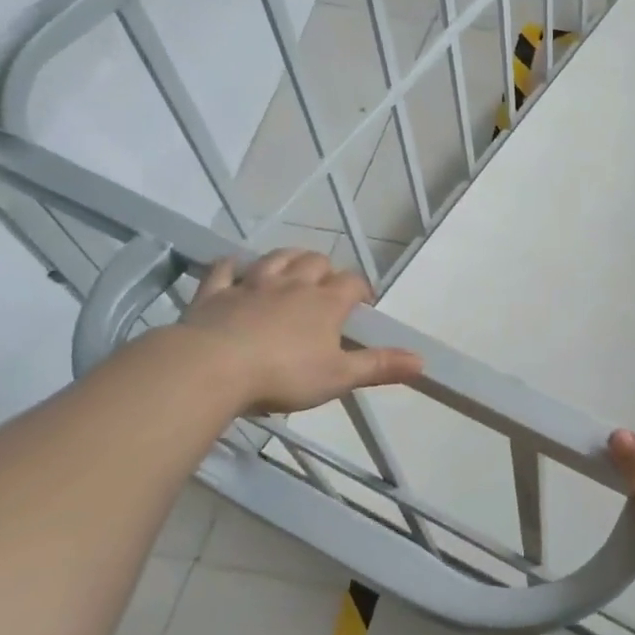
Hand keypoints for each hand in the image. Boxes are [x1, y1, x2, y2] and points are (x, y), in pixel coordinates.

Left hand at [177, 249, 422, 413]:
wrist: (212, 368)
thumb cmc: (284, 375)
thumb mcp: (339, 377)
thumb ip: (379, 367)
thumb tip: (422, 361)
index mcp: (325, 303)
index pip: (352, 283)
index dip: (361, 288)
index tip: (363, 302)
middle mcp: (292, 285)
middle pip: (315, 262)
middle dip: (325, 269)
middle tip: (326, 287)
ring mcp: (251, 285)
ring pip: (276, 258)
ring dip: (288, 258)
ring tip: (293, 269)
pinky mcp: (215, 293)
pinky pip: (225, 270)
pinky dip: (233, 266)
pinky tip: (236, 268)